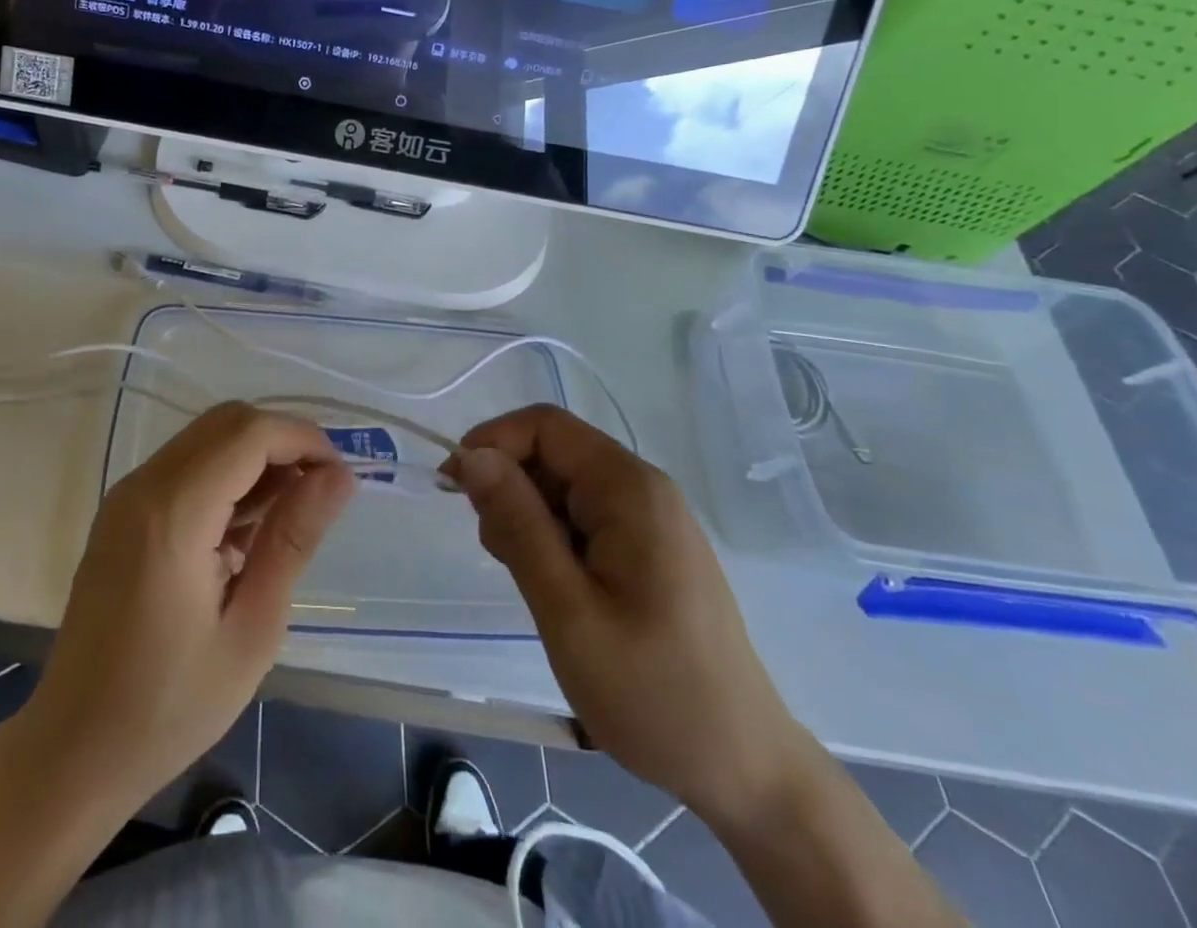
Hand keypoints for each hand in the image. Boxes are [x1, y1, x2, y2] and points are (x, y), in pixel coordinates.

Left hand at [22, 402, 354, 816]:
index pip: (249, 433)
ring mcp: (127, 496)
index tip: (340, 478)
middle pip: (227, 422)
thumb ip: (293, 539)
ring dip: (255, 458)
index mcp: (173, 514)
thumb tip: (339, 476)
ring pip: (207, 437)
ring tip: (288, 517)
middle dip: (282, 442)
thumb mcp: (252, 629)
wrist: (72, 751)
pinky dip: (226, 476)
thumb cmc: (169, 706)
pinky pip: (186, 465)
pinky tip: (246, 531)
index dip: (303, 440)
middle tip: (319, 494)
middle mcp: (144, 486)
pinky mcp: (122, 512)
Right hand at [443, 405, 806, 829]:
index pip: (545, 426)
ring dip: (529, 518)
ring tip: (534, 585)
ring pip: (564, 486)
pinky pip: (585, 517)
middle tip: (499, 555)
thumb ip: (517, 524)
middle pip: (554, 453)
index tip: (453, 487)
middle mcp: (642, 488)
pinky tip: (557, 589)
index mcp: (628, 489)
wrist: (744, 770)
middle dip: (510, 488)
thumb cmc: (652, 692)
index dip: (492, 443)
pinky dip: (554, 538)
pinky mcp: (649, 548)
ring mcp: (650, 519)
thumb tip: (472, 456)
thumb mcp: (567, 610)